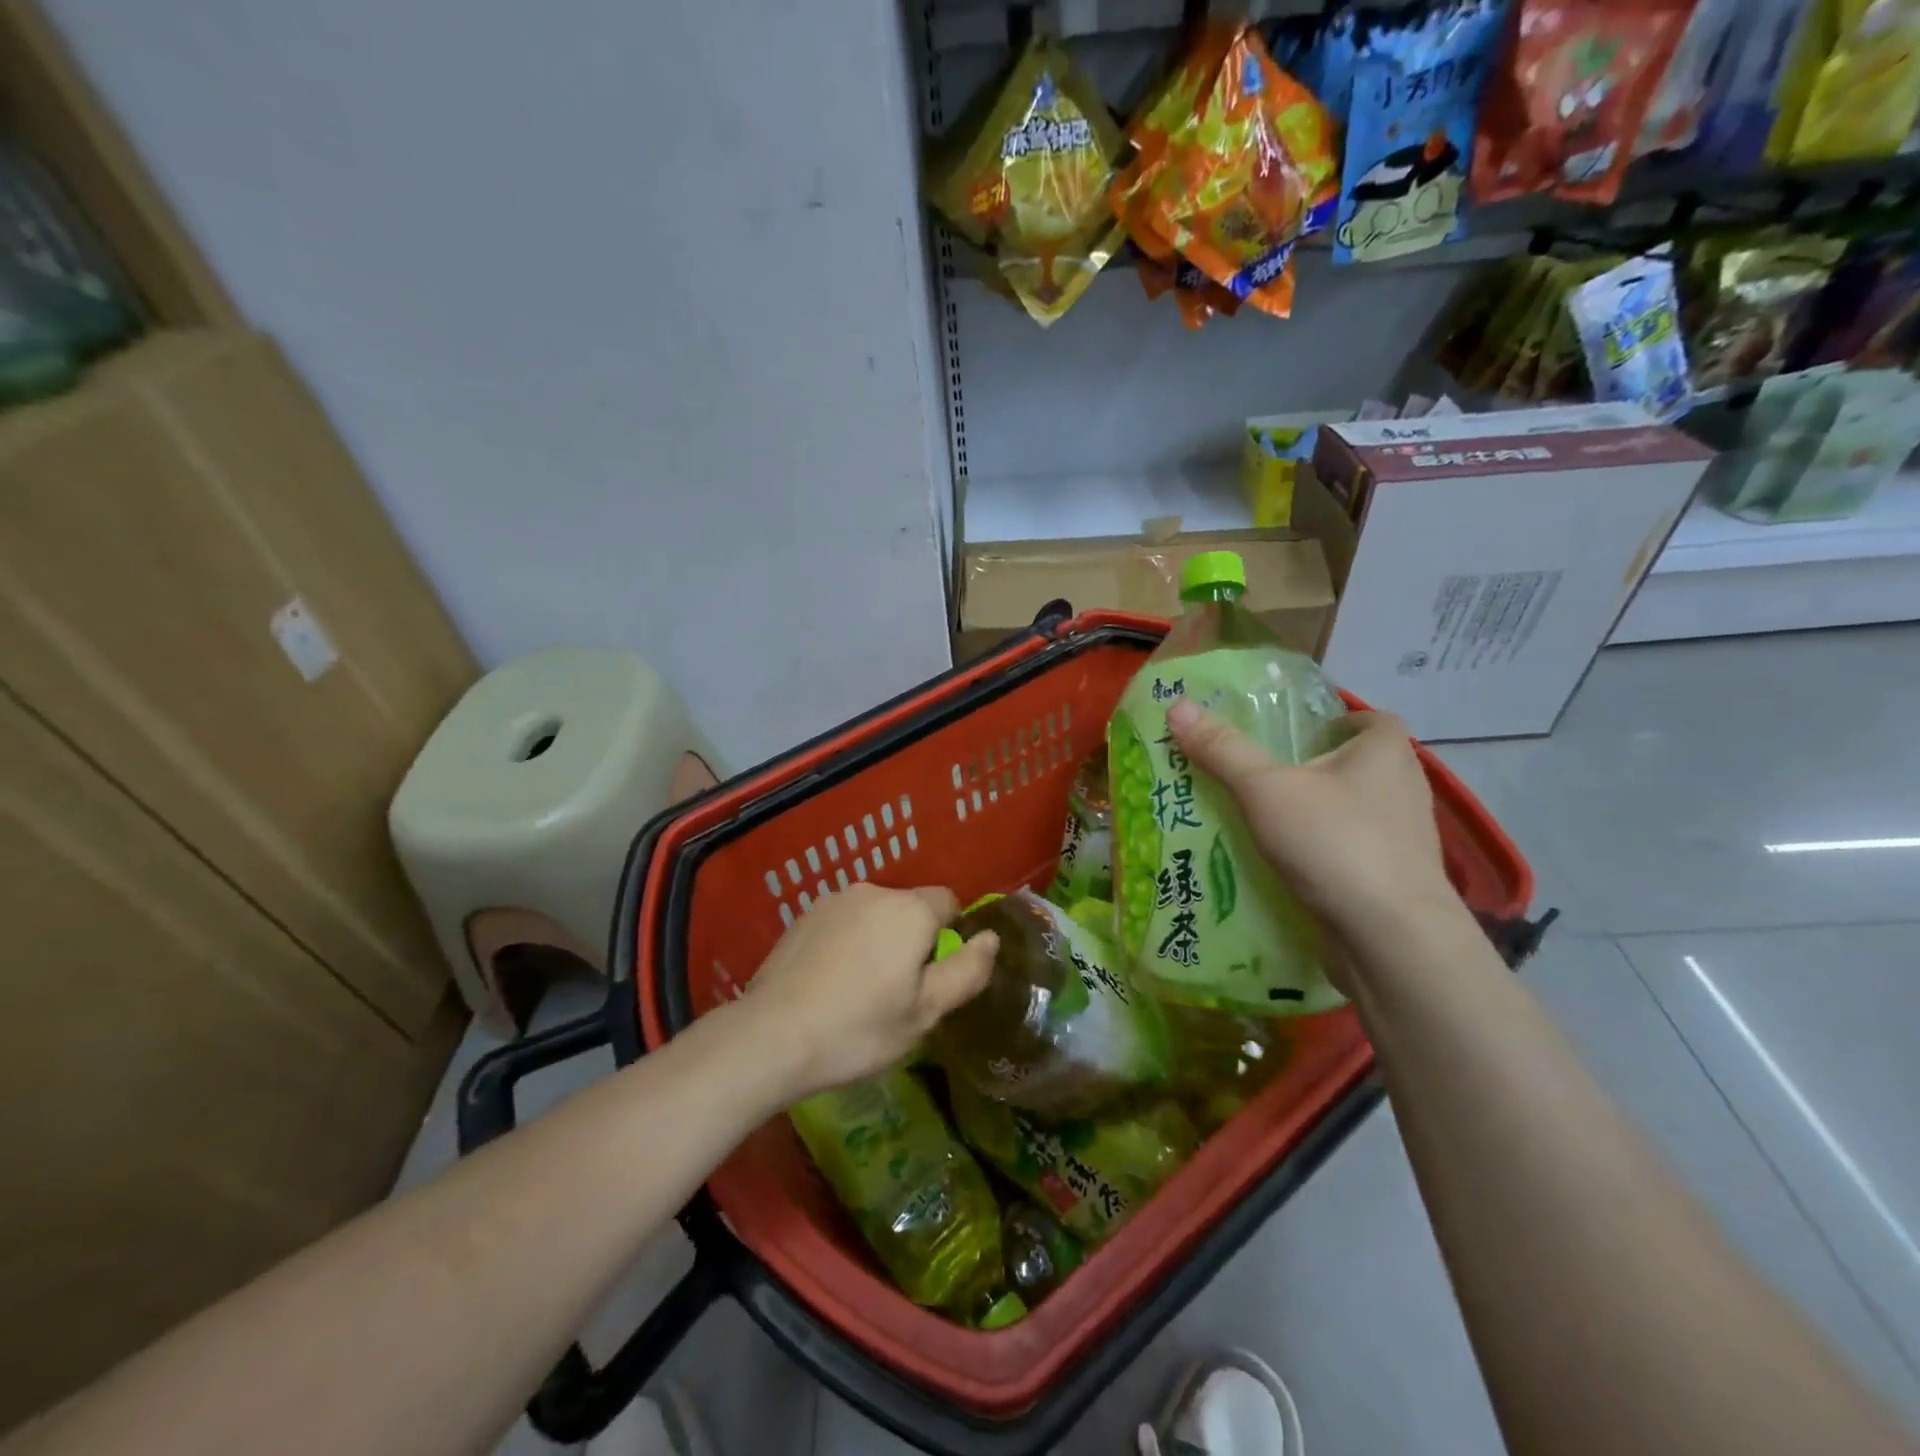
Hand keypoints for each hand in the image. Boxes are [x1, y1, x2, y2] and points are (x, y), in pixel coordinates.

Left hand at [734, 883, 997, 1100]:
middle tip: (897, 993)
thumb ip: (967, 971)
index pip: (948, 901)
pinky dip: (847, 943)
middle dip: (913, 940)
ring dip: (878, 940)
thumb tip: (991, 937)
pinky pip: (844, 922)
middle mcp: (873, 892)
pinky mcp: (804, 916)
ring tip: (859, 991)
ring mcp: (834, 901)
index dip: (950, 936)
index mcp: (909, 910)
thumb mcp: (925, 1012)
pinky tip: (830, 983)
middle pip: (910, 908)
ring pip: (875, 915)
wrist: (771, 1036)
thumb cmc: (859, 1028)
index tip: (933, 976)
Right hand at [1166, 701, 1466, 956]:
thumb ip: (1222, 749)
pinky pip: (1352, 851)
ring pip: (1354, 811)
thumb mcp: (1264, 788)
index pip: (1371, 719)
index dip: (1336, 721)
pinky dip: (1324, 852)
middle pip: (1359, 765)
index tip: (1296, 736)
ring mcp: (1404, 839)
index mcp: (1386, 752)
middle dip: (1316, 769)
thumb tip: (1177, 706)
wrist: (1390, 937)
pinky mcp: (1394, 880)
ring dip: (1317, 813)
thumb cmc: (1333, 842)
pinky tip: (1286, 865)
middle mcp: (1405, 788)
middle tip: (1263, 775)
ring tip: (1265, 820)